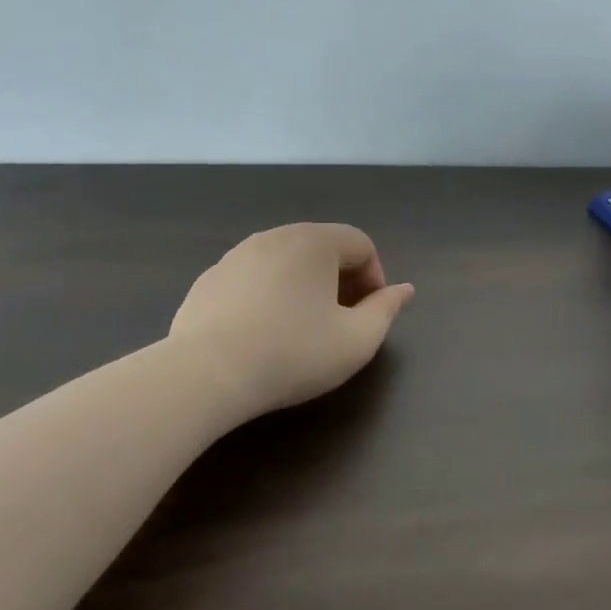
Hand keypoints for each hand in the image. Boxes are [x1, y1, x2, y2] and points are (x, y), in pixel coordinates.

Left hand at [167, 222, 414, 418]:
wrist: (206, 373)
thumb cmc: (293, 353)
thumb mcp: (357, 340)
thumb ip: (386, 310)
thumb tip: (404, 290)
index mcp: (314, 241)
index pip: (361, 244)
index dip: (375, 278)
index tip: (370, 315)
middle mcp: (275, 236)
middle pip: (322, 248)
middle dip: (341, 280)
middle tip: (341, 321)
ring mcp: (236, 255)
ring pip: (285, 262)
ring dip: (304, 287)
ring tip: (301, 329)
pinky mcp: (209, 279)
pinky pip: (253, 278)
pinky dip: (268, 295)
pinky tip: (261, 334)